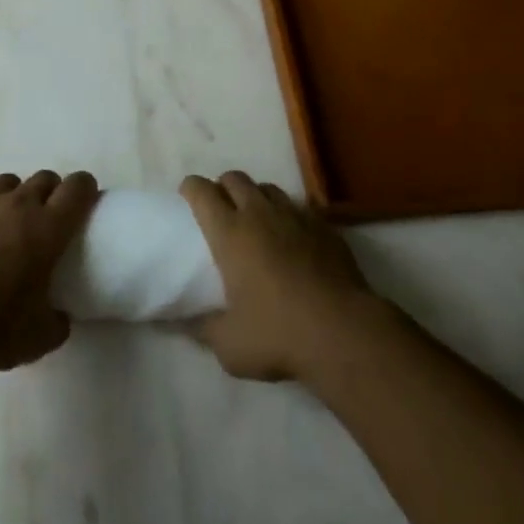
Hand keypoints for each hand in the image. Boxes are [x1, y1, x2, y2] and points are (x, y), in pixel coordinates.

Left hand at [0, 170, 97, 372]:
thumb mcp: (44, 336)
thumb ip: (59, 318)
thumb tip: (61, 314)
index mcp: (49, 228)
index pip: (78, 187)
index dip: (85, 189)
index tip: (86, 201)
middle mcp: (20, 204)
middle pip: (44, 178)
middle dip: (50, 193)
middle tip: (46, 219)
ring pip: (8, 182)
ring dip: (13, 197)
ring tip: (6, 223)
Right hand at [180, 172, 382, 383]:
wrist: (343, 333)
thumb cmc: (278, 335)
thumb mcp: (230, 345)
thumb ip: (202, 329)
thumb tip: (180, 324)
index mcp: (230, 233)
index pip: (202, 191)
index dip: (190, 188)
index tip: (187, 197)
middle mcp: (259, 214)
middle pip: (234, 178)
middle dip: (223, 187)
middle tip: (221, 210)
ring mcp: (295, 216)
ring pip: (268, 188)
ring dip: (256, 197)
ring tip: (257, 220)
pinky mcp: (324, 226)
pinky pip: (299, 207)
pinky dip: (288, 215)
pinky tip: (292, 238)